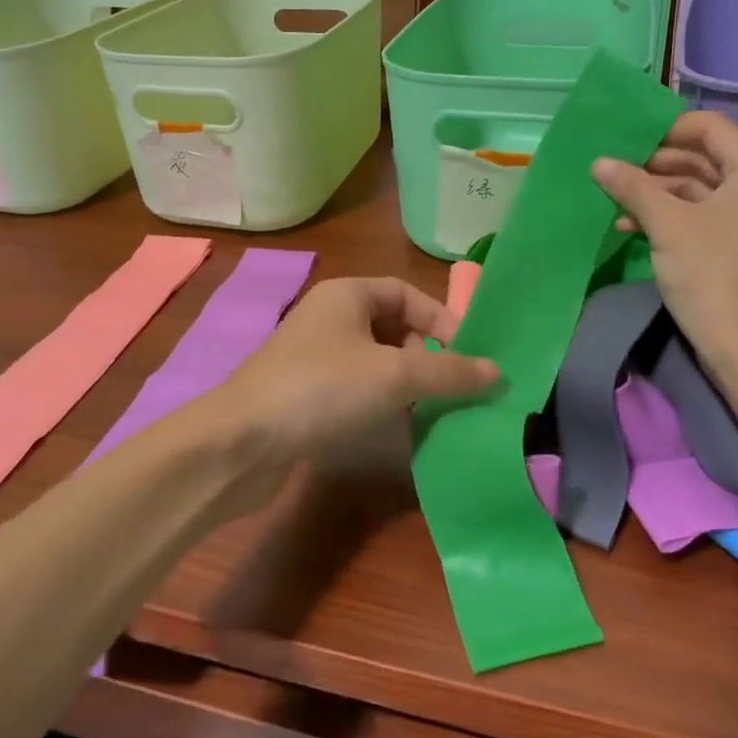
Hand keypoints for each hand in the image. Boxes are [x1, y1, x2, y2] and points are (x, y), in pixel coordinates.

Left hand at [211, 277, 498, 503]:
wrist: (240, 443)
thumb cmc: (321, 389)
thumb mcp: (393, 376)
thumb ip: (448, 372)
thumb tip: (497, 372)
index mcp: (347, 295)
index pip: (408, 294)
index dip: (443, 321)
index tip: (470, 358)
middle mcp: (330, 318)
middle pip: (394, 328)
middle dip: (427, 357)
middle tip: (452, 389)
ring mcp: (314, 357)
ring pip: (376, 362)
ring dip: (407, 384)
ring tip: (435, 412)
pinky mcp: (305, 395)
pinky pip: (356, 389)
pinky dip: (381, 404)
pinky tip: (398, 429)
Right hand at [591, 111, 737, 379]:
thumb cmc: (711, 276)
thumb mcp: (666, 226)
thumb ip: (633, 186)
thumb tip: (599, 162)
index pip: (711, 128)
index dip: (665, 130)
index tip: (626, 143)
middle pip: (707, 157)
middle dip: (658, 165)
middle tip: (616, 172)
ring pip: (705, 188)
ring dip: (660, 193)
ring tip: (618, 203)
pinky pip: (711, 214)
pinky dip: (676, 216)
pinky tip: (635, 227)